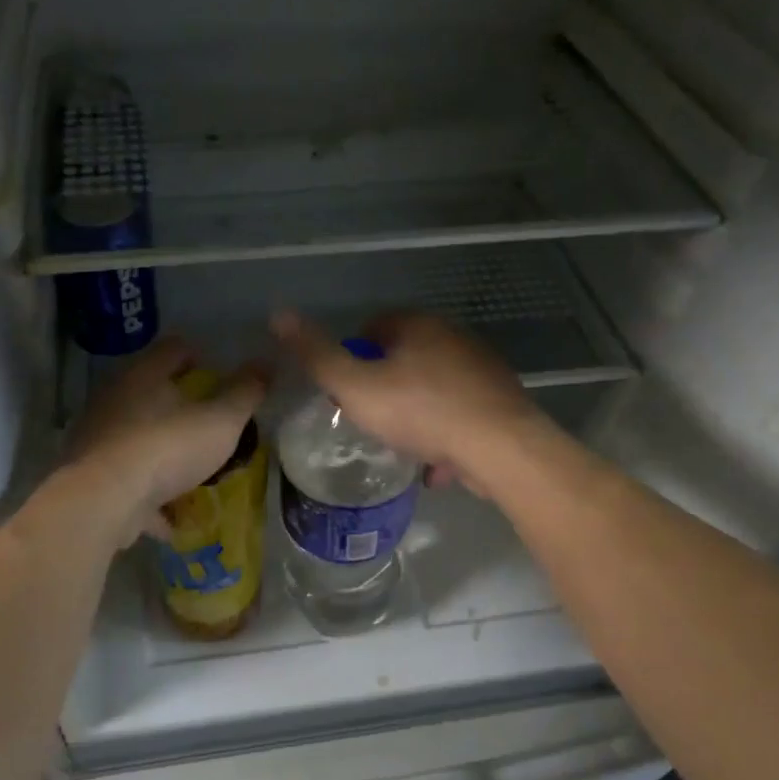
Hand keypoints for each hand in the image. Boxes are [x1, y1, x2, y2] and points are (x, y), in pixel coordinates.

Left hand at [65, 335, 268, 545]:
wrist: (104, 502)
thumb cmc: (168, 448)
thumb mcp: (221, 420)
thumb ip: (244, 393)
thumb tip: (264, 365)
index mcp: (145, 375)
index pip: (174, 349)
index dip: (199, 355)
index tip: (219, 372)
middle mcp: (115, 400)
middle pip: (152, 393)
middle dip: (181, 406)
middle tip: (212, 421)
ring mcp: (99, 439)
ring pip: (139, 438)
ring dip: (164, 451)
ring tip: (194, 469)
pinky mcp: (93, 477)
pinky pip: (129, 482)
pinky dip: (150, 495)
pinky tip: (172, 515)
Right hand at [270, 309, 543, 499]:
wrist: (500, 448)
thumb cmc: (420, 412)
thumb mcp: (355, 386)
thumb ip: (316, 354)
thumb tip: (278, 314)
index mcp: (418, 325)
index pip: (373, 327)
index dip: (353, 358)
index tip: (346, 393)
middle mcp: (453, 337)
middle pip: (403, 358)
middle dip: (384, 388)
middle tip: (371, 420)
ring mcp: (480, 368)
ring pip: (432, 389)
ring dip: (415, 415)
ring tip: (402, 446)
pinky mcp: (499, 400)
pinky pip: (459, 413)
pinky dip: (444, 434)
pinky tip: (436, 465)